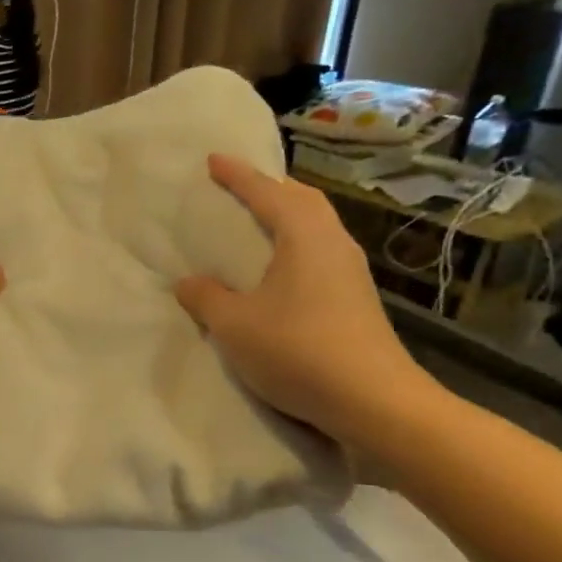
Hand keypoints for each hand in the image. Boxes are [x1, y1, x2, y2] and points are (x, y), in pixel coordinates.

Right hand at [175, 154, 438, 444]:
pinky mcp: (357, 299)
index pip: (267, 193)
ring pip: (317, 226)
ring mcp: (351, 272)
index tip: (214, 160)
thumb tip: (188, 282)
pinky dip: (296, 244)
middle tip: (241, 187)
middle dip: (271, 188)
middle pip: (303, 200)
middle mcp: (333, 243)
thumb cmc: (298, 351)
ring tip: (259, 223)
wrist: (374, 401)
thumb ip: (207, 298)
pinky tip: (281, 269)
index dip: (238, 176)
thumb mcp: (235, 326)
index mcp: (304, 237)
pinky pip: (321, 253)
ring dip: (288, 216)